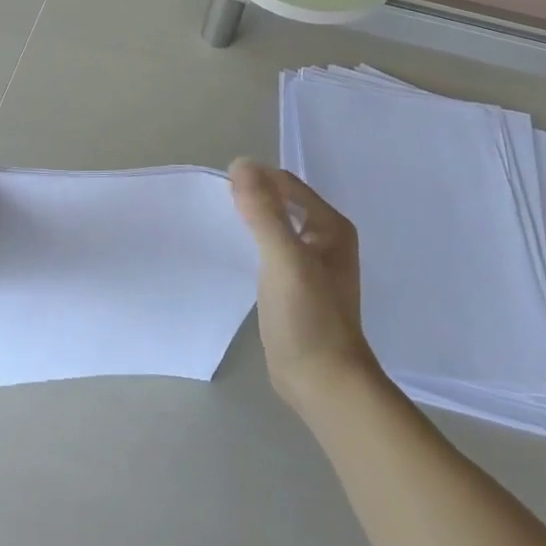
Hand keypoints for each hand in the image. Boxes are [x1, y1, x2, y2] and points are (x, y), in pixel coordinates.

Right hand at [228, 159, 378, 409]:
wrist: (322, 381)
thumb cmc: (308, 317)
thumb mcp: (285, 259)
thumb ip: (264, 212)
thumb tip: (241, 164)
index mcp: (331, 226)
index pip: (288, 185)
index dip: (257, 179)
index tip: (220, 186)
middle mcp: (326, 239)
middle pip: (283, 204)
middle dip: (253, 199)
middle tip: (215, 204)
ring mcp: (313, 265)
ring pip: (276, 229)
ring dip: (252, 222)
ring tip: (218, 223)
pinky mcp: (297, 287)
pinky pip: (272, 252)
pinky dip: (254, 246)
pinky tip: (233, 254)